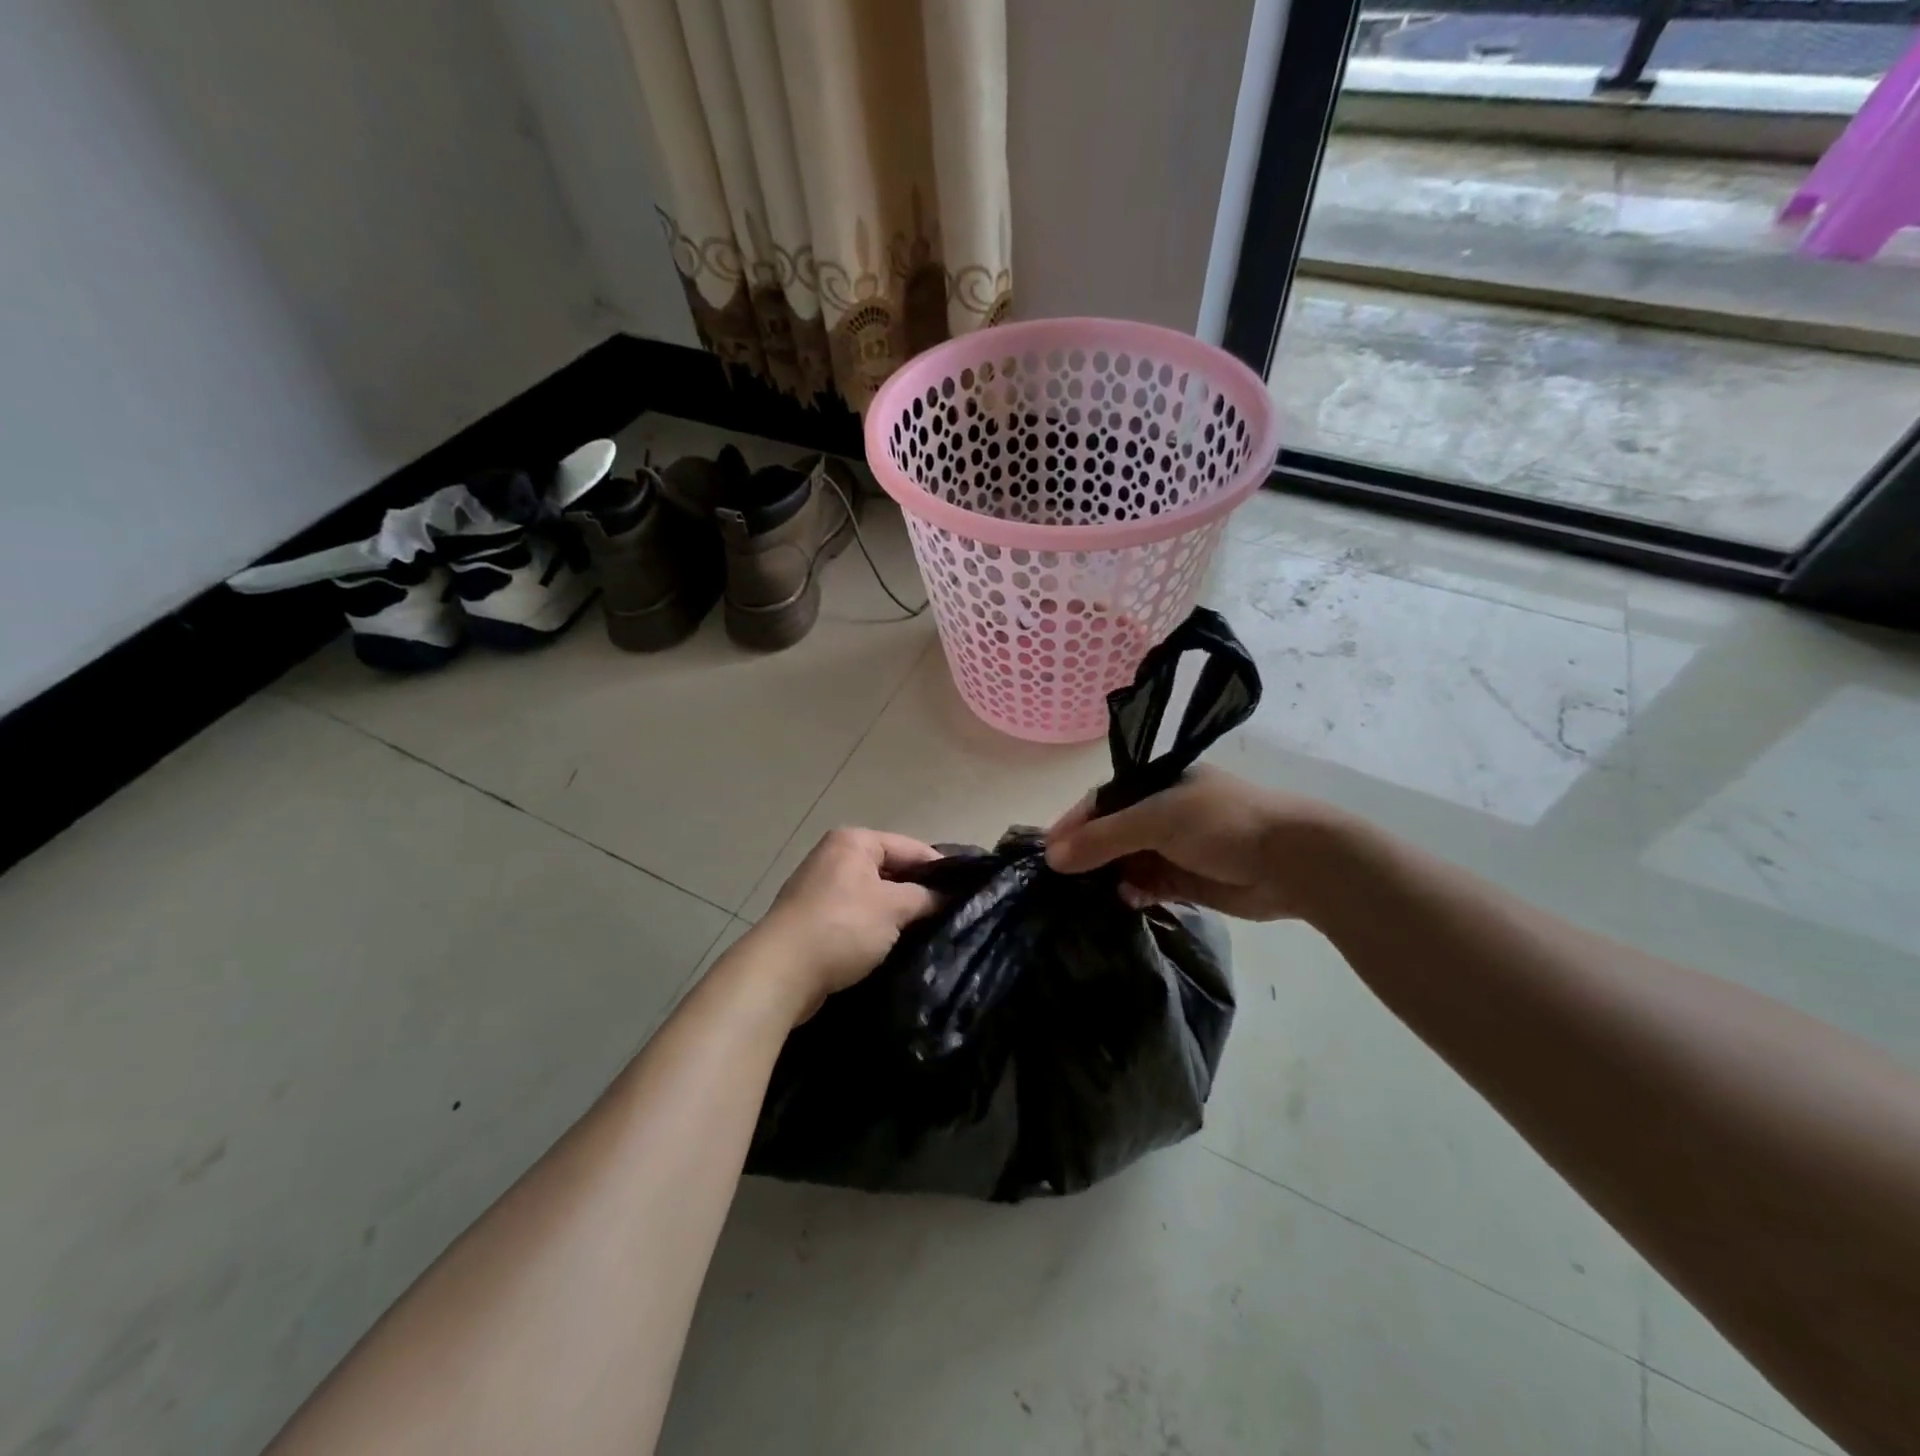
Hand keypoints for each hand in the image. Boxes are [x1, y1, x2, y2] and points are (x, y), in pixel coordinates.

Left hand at [750, 828, 942, 1020]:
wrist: (781, 971)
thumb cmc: (843, 926)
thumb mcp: (894, 907)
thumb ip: (925, 897)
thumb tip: (949, 896)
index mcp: (854, 841)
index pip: (910, 847)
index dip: (940, 868)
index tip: (966, 891)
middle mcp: (834, 856)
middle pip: (891, 869)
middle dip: (917, 891)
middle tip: (950, 913)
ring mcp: (820, 888)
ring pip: (873, 895)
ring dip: (896, 913)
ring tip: (927, 931)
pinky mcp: (813, 919)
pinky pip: (855, 915)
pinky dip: (874, 927)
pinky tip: (893, 945)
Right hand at [1044, 765, 1347, 921]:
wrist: (1292, 862)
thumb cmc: (1222, 824)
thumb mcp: (1156, 820)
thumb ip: (1103, 838)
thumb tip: (1053, 857)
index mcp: (1154, 784)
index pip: (1100, 802)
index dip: (1073, 825)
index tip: (1046, 853)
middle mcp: (1160, 814)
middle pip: (1110, 834)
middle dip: (1086, 856)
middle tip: (1057, 883)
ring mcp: (1173, 848)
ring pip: (1126, 863)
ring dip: (1108, 878)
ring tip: (1083, 898)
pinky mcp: (1185, 880)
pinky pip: (1147, 886)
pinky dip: (1134, 893)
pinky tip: (1125, 902)